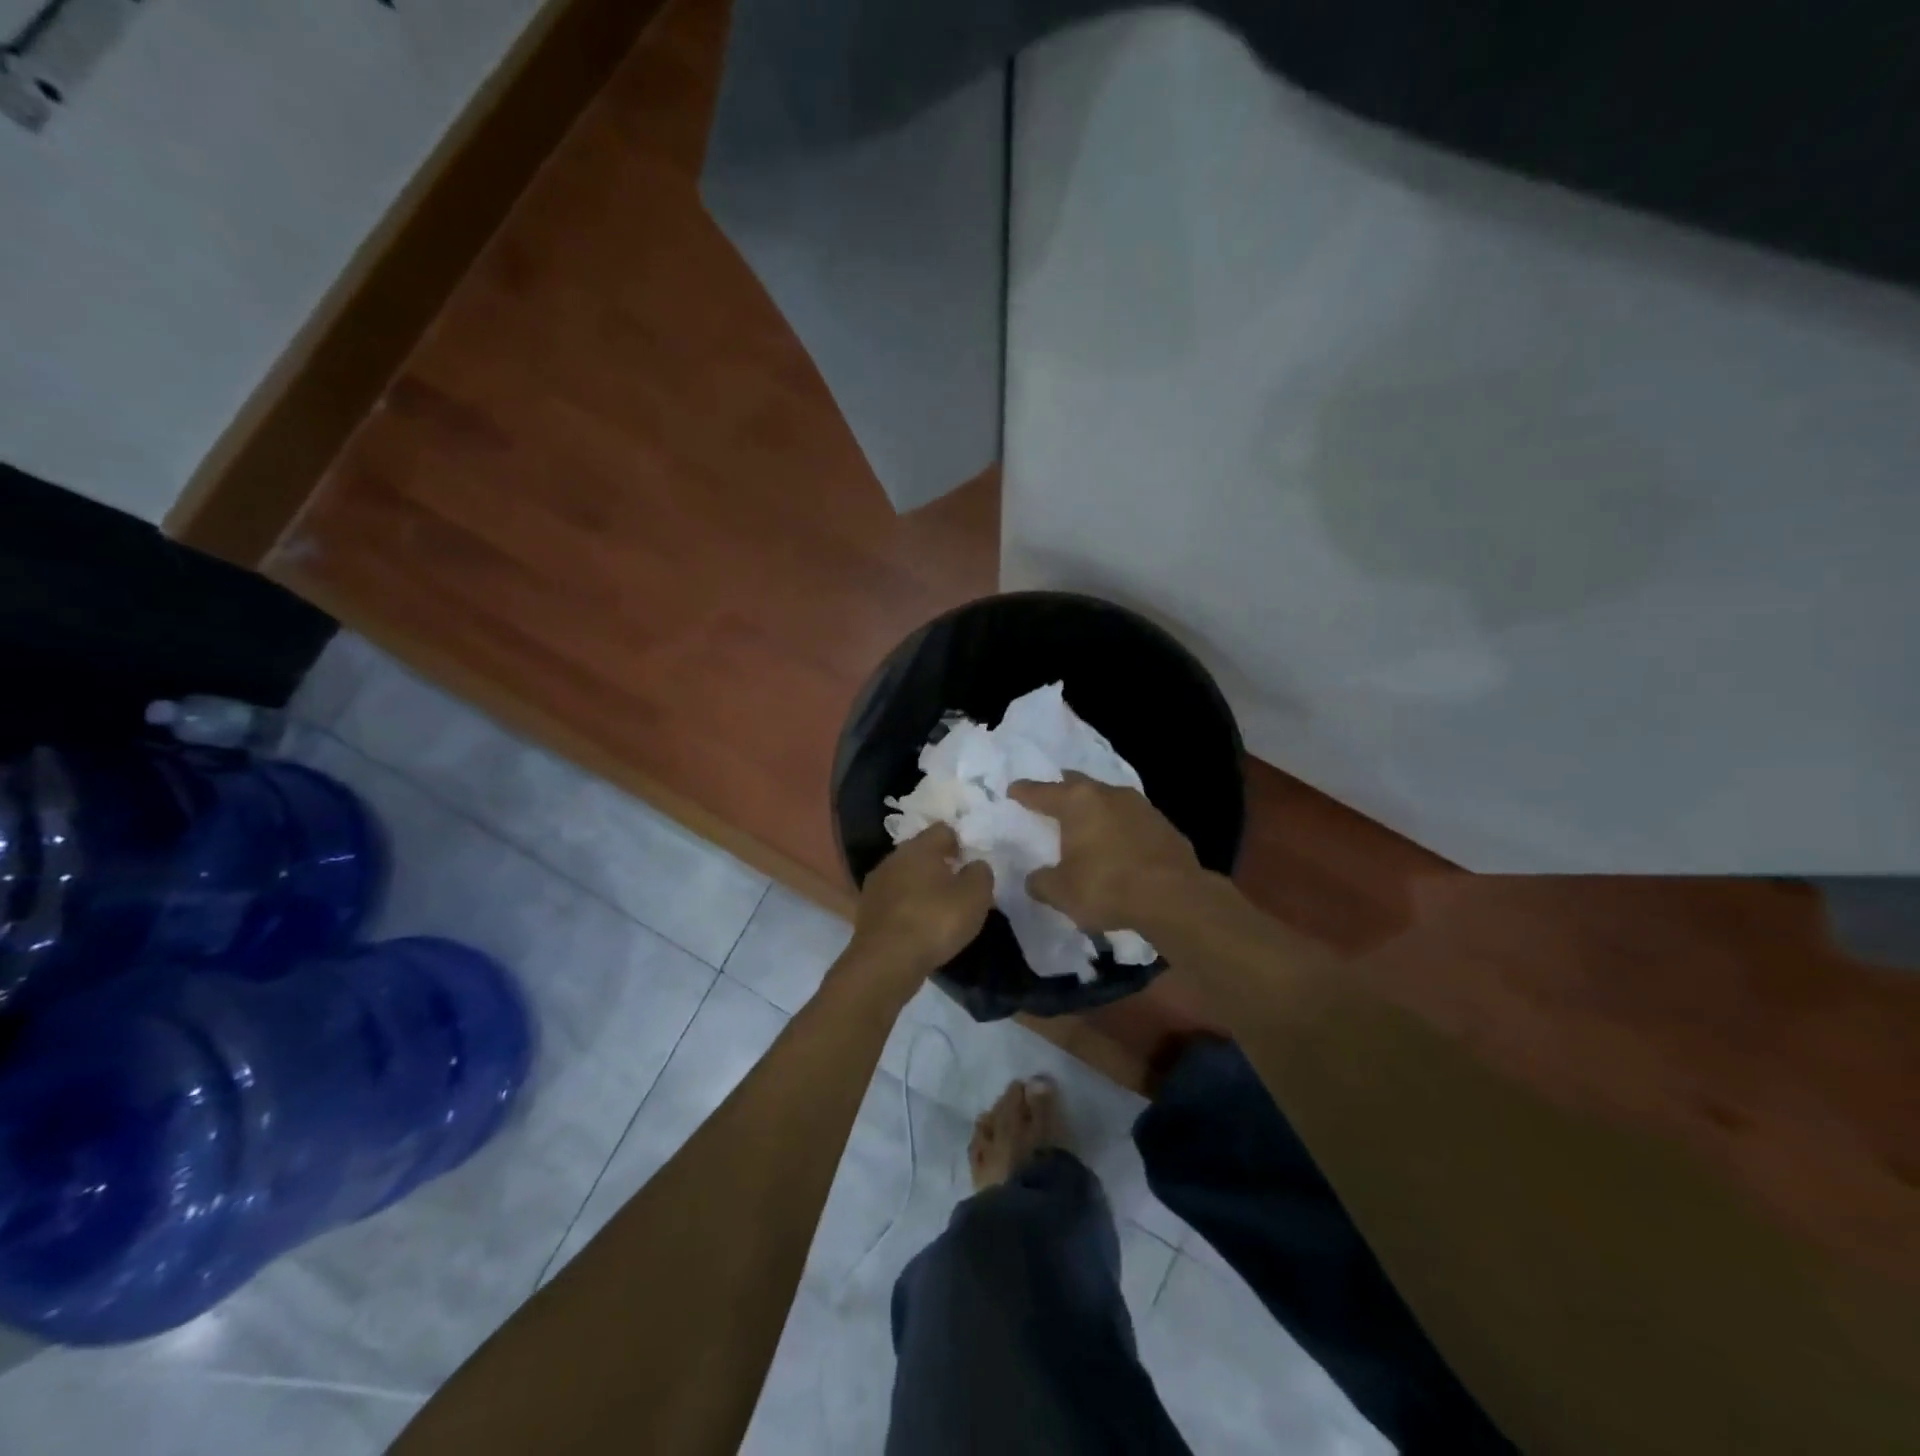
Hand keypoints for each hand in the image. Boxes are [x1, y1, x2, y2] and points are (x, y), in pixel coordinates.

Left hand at [846, 824, 993, 991]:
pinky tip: (918, 926)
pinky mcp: (866, 910)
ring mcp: (875, 884)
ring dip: (921, 887)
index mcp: (920, 847)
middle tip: (958, 888)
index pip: (943, 830)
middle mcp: (893, 858)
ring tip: (938, 910)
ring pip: (905, 876)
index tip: (970, 865)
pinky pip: (894, 900)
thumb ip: (980, 873)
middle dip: (939, 865)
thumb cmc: (935, 921)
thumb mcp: (975, 896)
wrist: (886, 961)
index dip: (960, 843)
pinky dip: (906, 908)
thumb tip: (975, 865)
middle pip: (921, 852)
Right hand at [1008, 773, 1201, 931]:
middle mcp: (1108, 794)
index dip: (1025, 792)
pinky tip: (1118, 846)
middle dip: (1063, 791)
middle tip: (1052, 799)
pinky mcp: (1165, 825)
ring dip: (1096, 810)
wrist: (1174, 898)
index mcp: (1077, 802)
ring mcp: (1141, 807)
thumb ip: (1042, 882)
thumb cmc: (1107, 887)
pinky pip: (1132, 821)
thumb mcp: (1061, 892)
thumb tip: (1035, 879)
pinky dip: (1120, 829)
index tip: (1014, 790)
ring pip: (1108, 800)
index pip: (1042, 792)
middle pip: (1078, 785)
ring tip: (1086, 825)